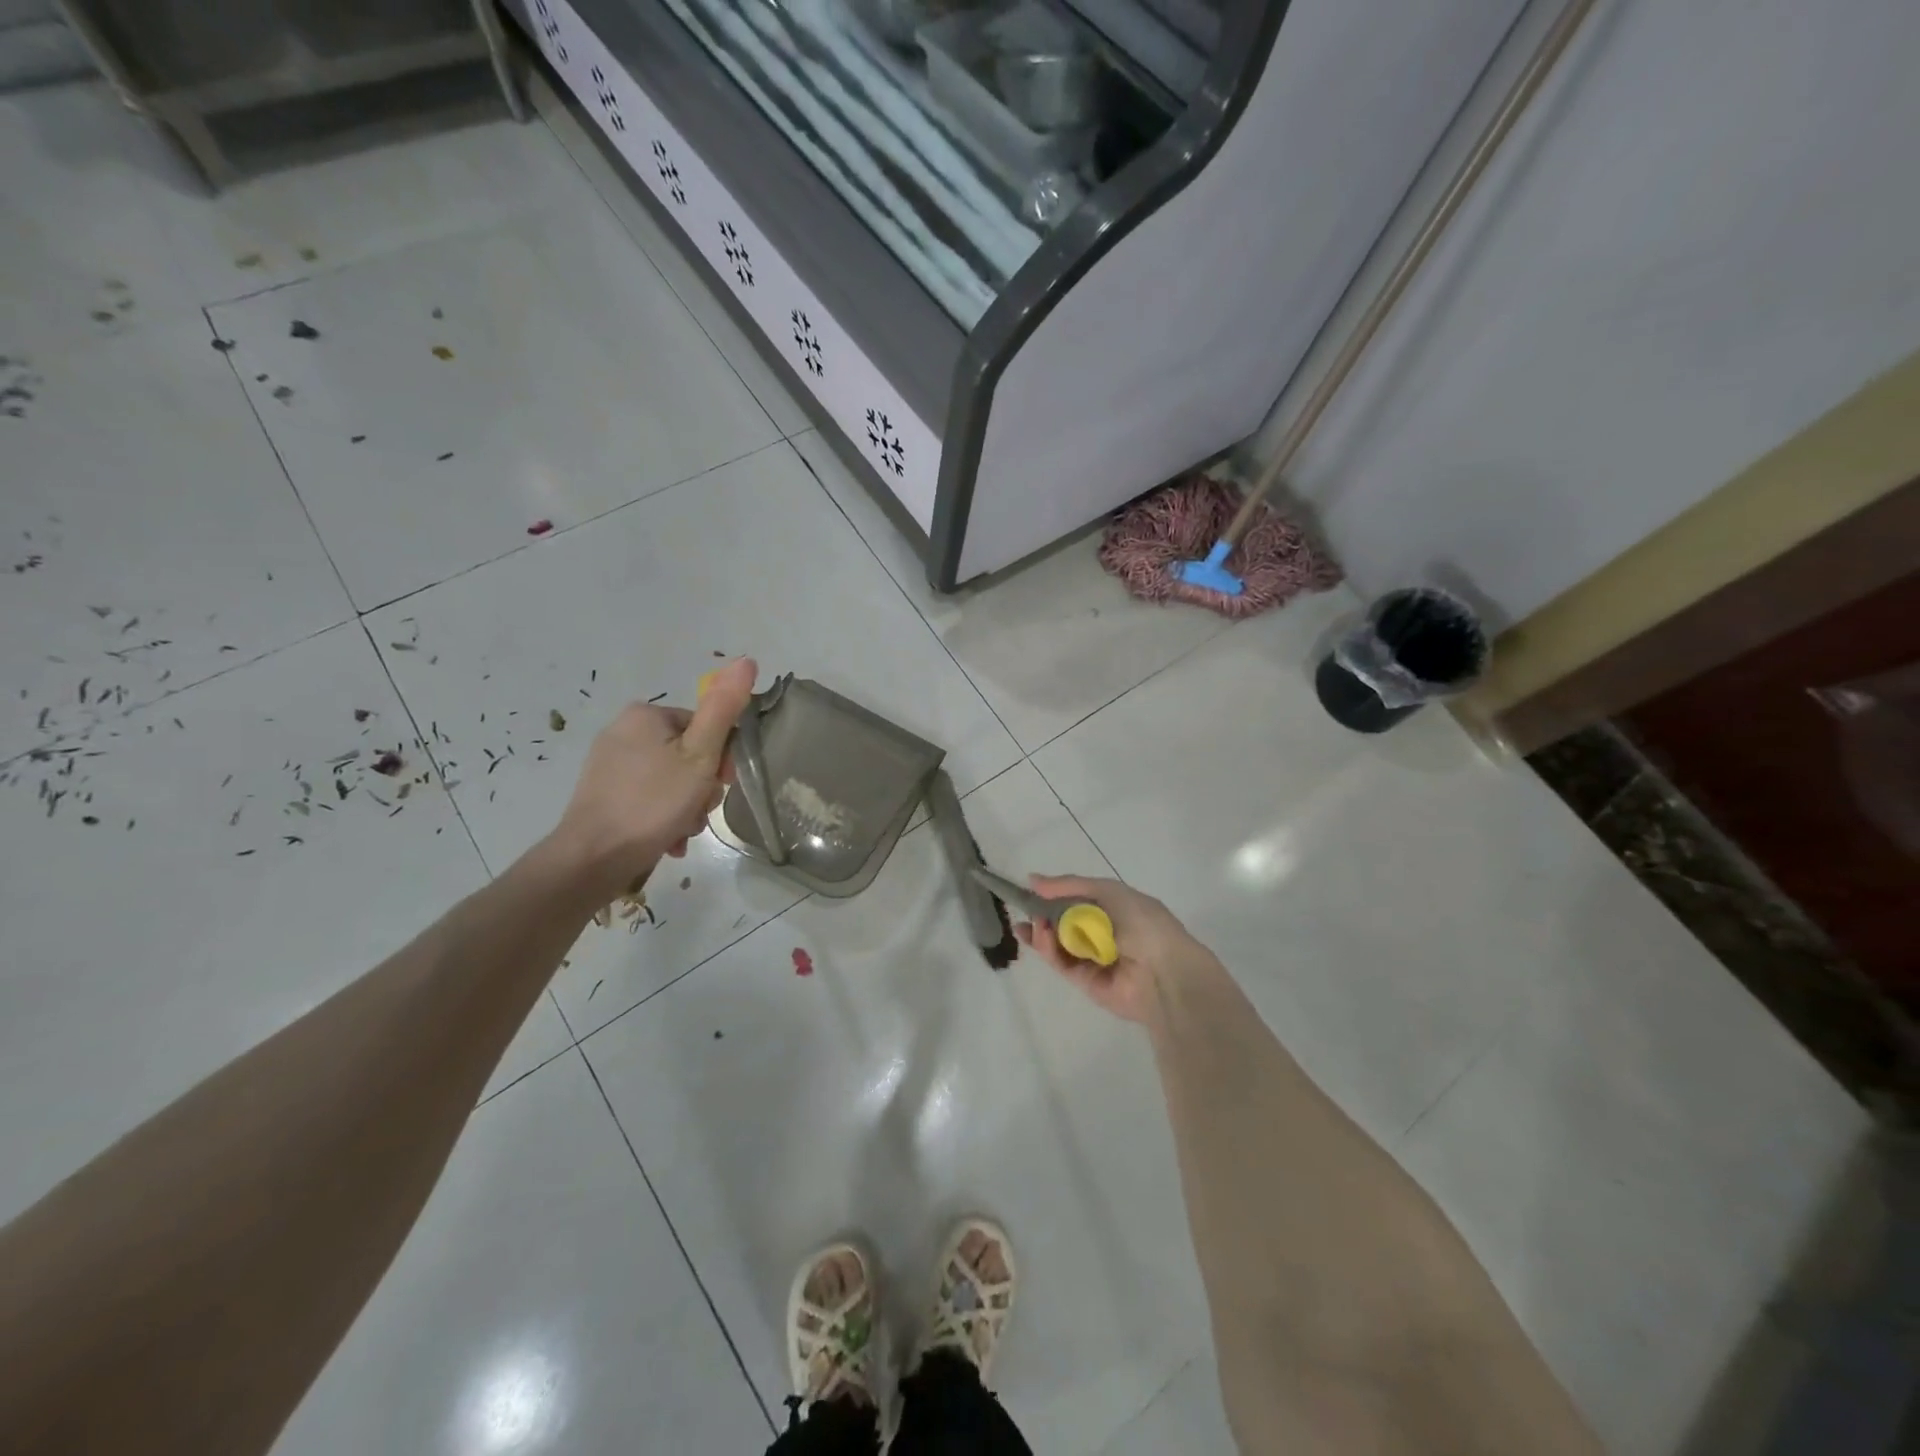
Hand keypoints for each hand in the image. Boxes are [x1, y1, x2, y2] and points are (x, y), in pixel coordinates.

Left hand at [548, 658, 757, 900]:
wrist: (593, 858)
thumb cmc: (653, 802)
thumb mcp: (700, 755)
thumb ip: (724, 709)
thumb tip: (747, 660)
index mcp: (646, 714)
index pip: (705, 728)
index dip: (721, 760)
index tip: (719, 786)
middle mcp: (623, 730)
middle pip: (688, 755)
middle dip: (700, 789)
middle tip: (697, 812)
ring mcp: (609, 763)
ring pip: (670, 780)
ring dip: (685, 807)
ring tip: (681, 831)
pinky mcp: (602, 793)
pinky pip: (648, 798)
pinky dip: (663, 817)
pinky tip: (666, 839)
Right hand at [1014, 875, 1214, 1023]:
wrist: (1164, 973)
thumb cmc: (1142, 923)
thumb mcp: (1108, 891)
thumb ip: (1070, 885)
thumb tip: (1033, 879)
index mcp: (1117, 909)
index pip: (1080, 899)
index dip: (1055, 894)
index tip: (1032, 889)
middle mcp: (1105, 934)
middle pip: (1065, 922)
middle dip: (1043, 914)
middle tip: (1025, 908)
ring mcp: (1094, 959)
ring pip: (1059, 943)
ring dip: (1043, 931)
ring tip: (1033, 923)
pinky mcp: (1085, 982)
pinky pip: (1061, 963)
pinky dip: (1048, 949)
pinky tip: (1041, 935)